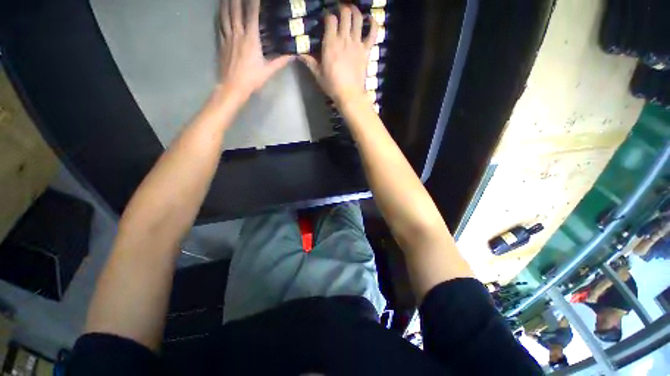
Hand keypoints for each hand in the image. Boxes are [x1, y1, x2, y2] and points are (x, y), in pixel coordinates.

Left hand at [218, 0, 292, 100]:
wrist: (233, 86)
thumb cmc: (252, 79)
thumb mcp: (268, 71)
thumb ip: (280, 61)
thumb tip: (293, 55)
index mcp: (251, 39)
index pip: (252, 14)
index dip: (254, 2)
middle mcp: (238, 33)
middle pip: (235, 9)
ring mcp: (228, 37)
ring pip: (225, 15)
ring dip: (226, 2)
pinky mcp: (221, 43)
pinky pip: (219, 24)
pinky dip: (220, 15)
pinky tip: (220, 11)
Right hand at [300, 5, 378, 105]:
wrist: (349, 95)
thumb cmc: (332, 86)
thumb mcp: (318, 74)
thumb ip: (310, 62)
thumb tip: (299, 53)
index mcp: (331, 43)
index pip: (330, 19)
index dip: (329, 16)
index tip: (327, 19)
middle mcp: (344, 39)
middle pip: (345, 13)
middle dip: (342, 9)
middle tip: (340, 11)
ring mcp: (357, 43)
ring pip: (358, 19)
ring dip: (355, 11)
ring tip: (352, 10)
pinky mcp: (366, 50)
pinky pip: (373, 33)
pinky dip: (373, 23)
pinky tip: (370, 19)